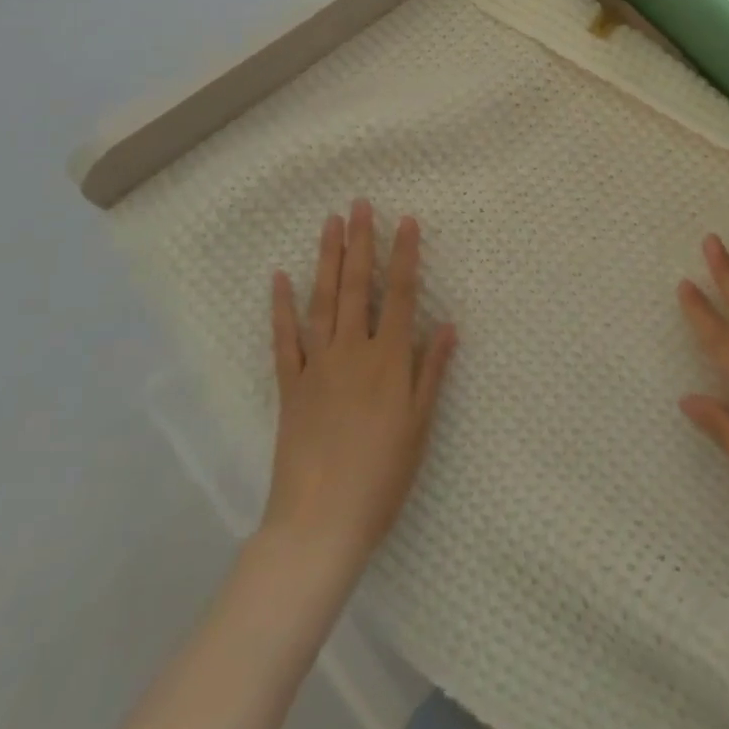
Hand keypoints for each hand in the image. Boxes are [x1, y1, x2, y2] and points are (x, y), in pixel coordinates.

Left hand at [261, 200, 456, 576]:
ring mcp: (316, 366)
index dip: (406, 256)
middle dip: (360, 242)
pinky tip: (280, 279)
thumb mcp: (420, 425)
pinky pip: (284, 340)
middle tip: (359, 205)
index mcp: (388, 360)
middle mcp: (352, 352)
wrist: (319, 523)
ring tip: (329, 225)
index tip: (407, 221)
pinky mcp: (290, 386)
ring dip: (326, 260)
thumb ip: (432, 371)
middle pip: (357, 287)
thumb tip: (448, 324)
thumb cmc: (382, 475)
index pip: (402, 295)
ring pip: (322, 302)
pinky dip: (282, 308)